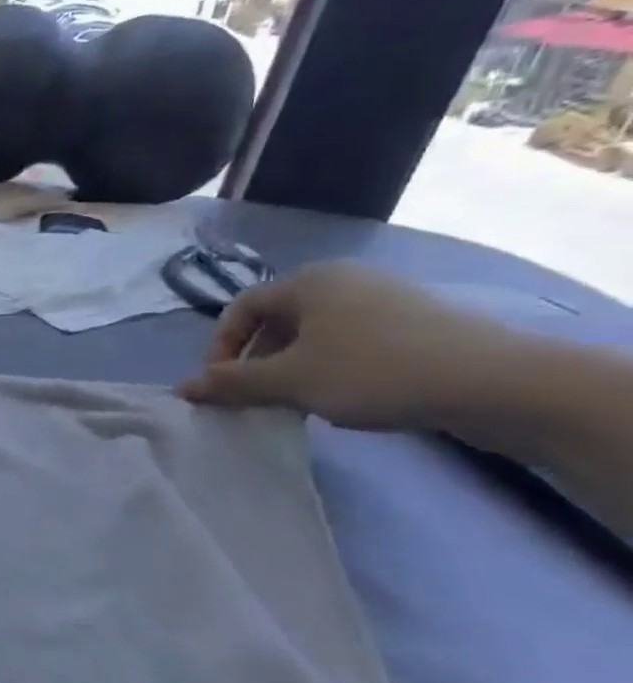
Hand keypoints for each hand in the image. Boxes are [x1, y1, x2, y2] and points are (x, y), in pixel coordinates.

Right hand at [177, 262, 520, 431]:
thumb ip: (232, 383)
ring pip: (316, 334)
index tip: (220, 384)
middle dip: (257, 360)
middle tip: (255, 397)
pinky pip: (353, 342)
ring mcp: (386, 300)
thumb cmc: (374, 371)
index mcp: (308, 282)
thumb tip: (182, 388)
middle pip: (278, 320)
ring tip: (298, 402)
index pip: (241, 308)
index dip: (221, 346)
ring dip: (293, 367)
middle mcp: (344, 281)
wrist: (499, 383)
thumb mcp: (290, 381)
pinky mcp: (418, 325)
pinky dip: (333, 367)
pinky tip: (345, 397)